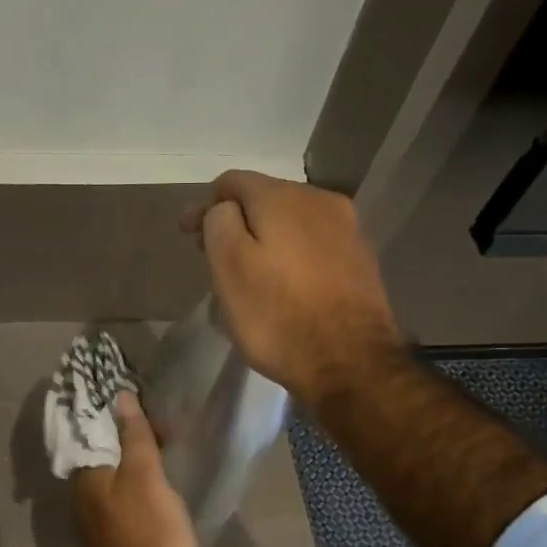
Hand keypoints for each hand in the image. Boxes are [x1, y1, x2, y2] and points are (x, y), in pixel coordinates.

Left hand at [70, 393, 197, 546]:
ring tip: (160, 432)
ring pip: (112, 470)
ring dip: (130, 450)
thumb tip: (120, 397)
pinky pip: (121, 490)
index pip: (89, 426)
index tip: (130, 384)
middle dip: (121, 426)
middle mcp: (82, 493)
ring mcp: (97, 516)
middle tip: (153, 407)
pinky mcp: (114, 533)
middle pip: (100, 448)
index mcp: (85, 475)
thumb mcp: (147, 479)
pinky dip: (136, 474)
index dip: (108, 405)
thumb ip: (134, 438)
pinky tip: (156, 471)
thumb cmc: (151, 537)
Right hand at [181, 170, 402, 407]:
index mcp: (284, 198)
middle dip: (235, 219)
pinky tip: (281, 280)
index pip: (232, 182)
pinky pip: (312, 244)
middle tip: (209, 251)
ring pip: (291, 221)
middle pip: (265, 198)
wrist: (351, 364)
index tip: (186, 235)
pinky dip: (289, 253)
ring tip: (244, 266)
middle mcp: (320, 200)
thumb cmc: (277, 316)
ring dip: (264, 236)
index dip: (204, 204)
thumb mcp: (229, 267)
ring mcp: (347, 230)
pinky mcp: (360, 260)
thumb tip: (225, 209)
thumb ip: (219, 223)